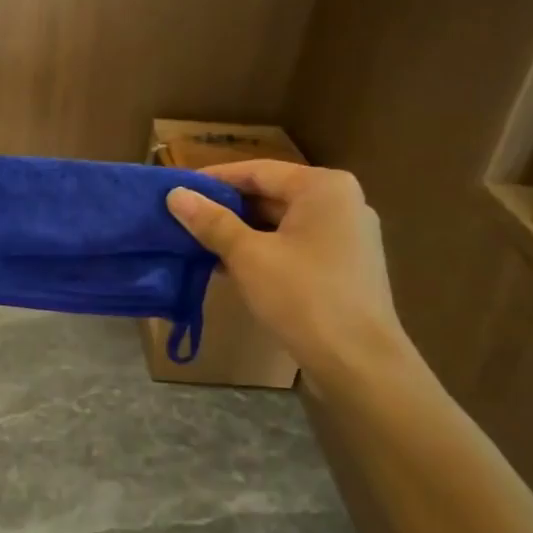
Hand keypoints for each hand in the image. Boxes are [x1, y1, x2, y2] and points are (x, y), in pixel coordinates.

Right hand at [167, 161, 413, 390]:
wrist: (358, 361)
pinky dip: (263, 250)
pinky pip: (294, 245)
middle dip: (225, 208)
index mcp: (323, 187)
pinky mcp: (345, 266)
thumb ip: (211, 221)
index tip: (176, 189)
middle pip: (271, 195)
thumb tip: (175, 194)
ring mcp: (347, 236)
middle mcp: (341, 202)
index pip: (257, 171)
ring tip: (196, 242)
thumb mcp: (248, 256)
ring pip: (281, 223)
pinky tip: (228, 266)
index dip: (213, 180)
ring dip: (240, 232)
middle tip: (181, 218)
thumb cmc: (303, 296)